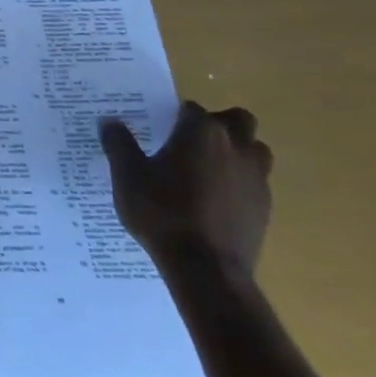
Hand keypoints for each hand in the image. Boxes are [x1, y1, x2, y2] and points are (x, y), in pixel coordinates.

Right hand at [99, 101, 272, 279]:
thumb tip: (109, 121)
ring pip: (255, 149)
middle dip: (219, 123)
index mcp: (201, 132)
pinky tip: (215, 200)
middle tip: (191, 141)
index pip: (191, 109)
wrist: (205, 267)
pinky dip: (239, 181)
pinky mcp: (265, 206)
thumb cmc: (162, 212)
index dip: (174, 116)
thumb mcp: (127, 176)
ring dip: (236, 151)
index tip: (159, 128)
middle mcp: (235, 146)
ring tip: (208, 168)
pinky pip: (256, 181)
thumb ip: (119, 144)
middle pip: (238, 119)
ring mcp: (256, 177)